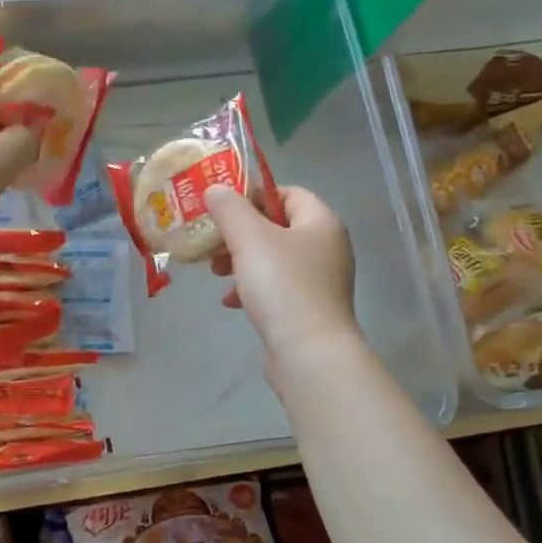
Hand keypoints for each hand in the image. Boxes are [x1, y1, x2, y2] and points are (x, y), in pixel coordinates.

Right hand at [206, 184, 361, 364]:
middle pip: (278, 227)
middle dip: (241, 234)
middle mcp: (327, 248)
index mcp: (321, 223)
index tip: (223, 208)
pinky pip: (278, 288)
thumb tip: (216, 189)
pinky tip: (232, 302)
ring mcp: (321, 281)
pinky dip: (253, 289)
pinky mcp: (310, 310)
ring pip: (274, 259)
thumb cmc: (282, 286)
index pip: (289, 192)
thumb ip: (230, 209)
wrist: (309, 352)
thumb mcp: (249, 238)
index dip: (255, 194)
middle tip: (214, 244)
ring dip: (242, 262)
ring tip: (217, 274)